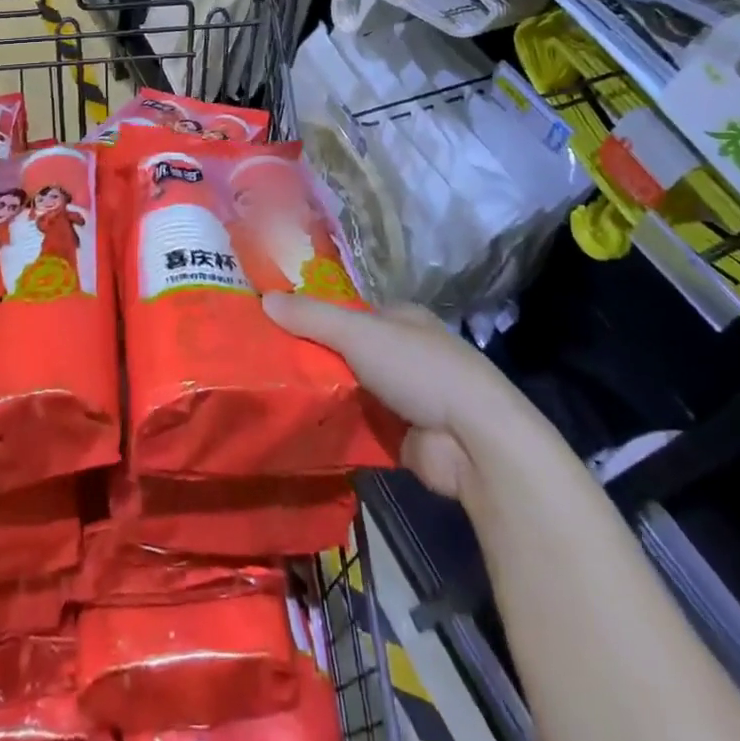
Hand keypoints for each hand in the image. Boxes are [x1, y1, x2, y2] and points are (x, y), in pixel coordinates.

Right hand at [263, 295, 519, 503]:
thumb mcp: (359, 333)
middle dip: (314, 359)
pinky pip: (360, 427)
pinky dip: (337, 428)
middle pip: (347, 352)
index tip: (274, 326)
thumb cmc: (419, 369)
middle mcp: (404, 353)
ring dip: (324, 396)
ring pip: (351, 391)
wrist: (474, 441)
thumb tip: (265, 299)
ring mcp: (406, 397)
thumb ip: (312, 318)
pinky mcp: (404, 437)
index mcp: (400, 319)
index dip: (314, 317)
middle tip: (267, 365)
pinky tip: (301, 429)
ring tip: (272, 397)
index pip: (348, 312)